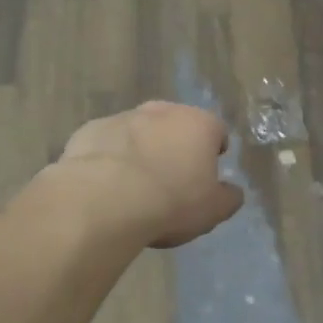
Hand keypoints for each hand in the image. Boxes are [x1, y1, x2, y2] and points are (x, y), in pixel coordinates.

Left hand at [54, 102, 244, 247]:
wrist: (104, 201)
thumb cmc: (171, 202)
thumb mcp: (213, 210)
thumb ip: (229, 197)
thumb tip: (233, 191)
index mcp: (200, 124)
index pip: (217, 131)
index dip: (214, 152)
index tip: (207, 175)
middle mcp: (163, 111)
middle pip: (176, 125)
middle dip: (176, 145)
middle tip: (171, 179)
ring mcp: (124, 117)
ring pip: (140, 131)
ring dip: (142, 149)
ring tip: (134, 185)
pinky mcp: (90, 130)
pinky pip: (108, 143)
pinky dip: (110, 157)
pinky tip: (106, 185)